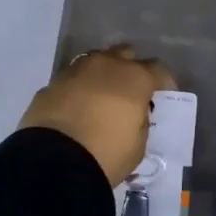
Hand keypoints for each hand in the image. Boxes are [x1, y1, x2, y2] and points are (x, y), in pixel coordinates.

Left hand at [18, 45, 176, 185]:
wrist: (55, 160)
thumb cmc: (107, 153)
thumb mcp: (138, 143)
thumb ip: (140, 120)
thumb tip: (133, 112)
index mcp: (134, 78)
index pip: (158, 69)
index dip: (164, 82)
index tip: (164, 95)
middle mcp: (105, 65)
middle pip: (124, 54)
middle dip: (130, 68)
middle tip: (131, 90)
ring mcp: (75, 71)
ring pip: (95, 62)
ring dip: (102, 74)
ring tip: (102, 96)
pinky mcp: (51, 84)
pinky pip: (72, 79)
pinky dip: (78, 88)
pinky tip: (76, 107)